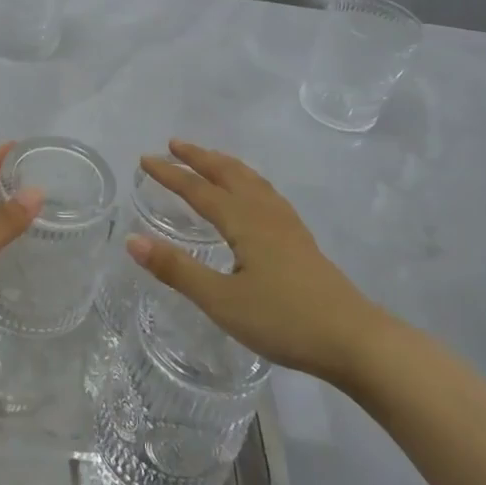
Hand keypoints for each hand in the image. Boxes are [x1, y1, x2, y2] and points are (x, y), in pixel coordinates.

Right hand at [131, 140, 376, 384]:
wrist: (353, 339)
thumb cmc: (283, 320)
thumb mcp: (221, 301)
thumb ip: (176, 270)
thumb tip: (132, 240)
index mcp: (244, 222)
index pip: (199, 190)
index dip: (170, 174)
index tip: (145, 159)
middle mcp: (265, 213)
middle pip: (228, 173)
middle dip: (200, 157)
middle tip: (174, 145)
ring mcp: (288, 225)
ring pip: (252, 180)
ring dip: (225, 165)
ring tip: (210, 159)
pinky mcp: (301, 240)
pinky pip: (266, 193)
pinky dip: (247, 181)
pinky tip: (252, 196)